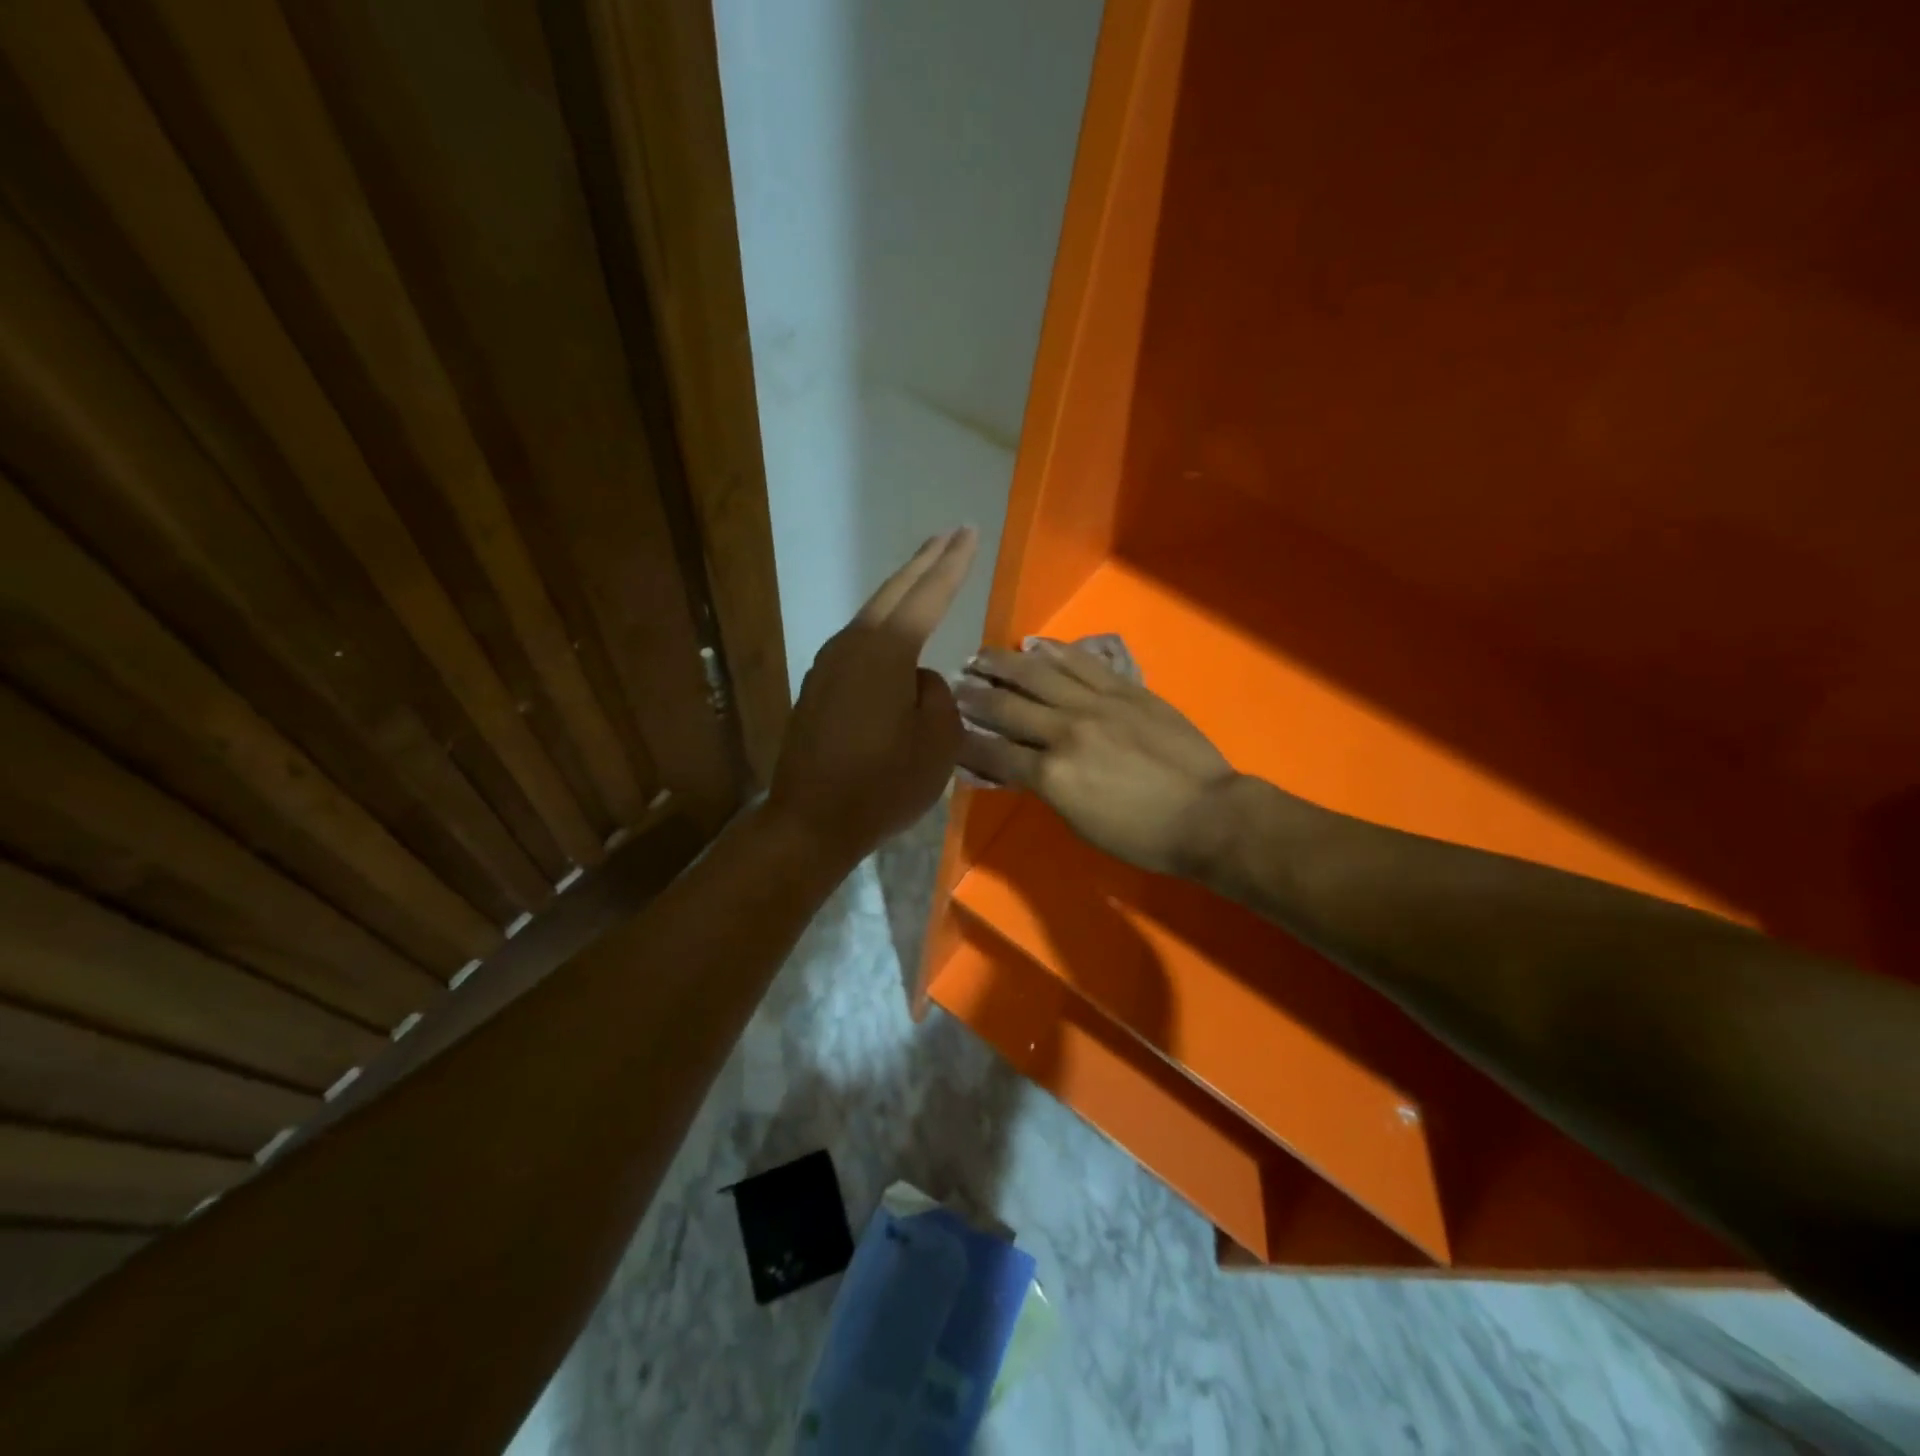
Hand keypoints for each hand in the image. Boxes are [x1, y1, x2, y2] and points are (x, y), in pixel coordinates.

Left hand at [767, 527, 977, 866]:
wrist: (811, 820)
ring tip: (927, 574)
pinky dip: (884, 624)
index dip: (953, 563)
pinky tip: (895, 632)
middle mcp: (853, 645)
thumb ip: (938, 697)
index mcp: (887, 651)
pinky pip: (860, 642)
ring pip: (873, 614)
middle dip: (925, 561)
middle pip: (894, 591)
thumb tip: (918, 681)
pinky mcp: (819, 686)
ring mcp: (829, 664)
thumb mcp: (936, 744)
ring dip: (902, 591)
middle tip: (951, 533)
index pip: (929, 595)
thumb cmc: (882, 784)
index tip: (969, 533)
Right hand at [955, 642, 1237, 875]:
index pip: (994, 751)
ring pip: (1040, 675)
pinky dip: (1055, 652)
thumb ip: (1044, 788)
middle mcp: (1066, 731)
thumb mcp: (1079, 823)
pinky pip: (1083, 663)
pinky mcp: (1125, 689)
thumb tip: (1015, 767)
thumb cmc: (1142, 835)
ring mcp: (1097, 704)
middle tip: (953, 685)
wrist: (1206, 814)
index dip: (964, 740)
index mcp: (1052, 774)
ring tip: (980, 656)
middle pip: (1008, 707)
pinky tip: (1034, 645)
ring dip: (1004, 664)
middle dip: (974, 696)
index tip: (945, 728)